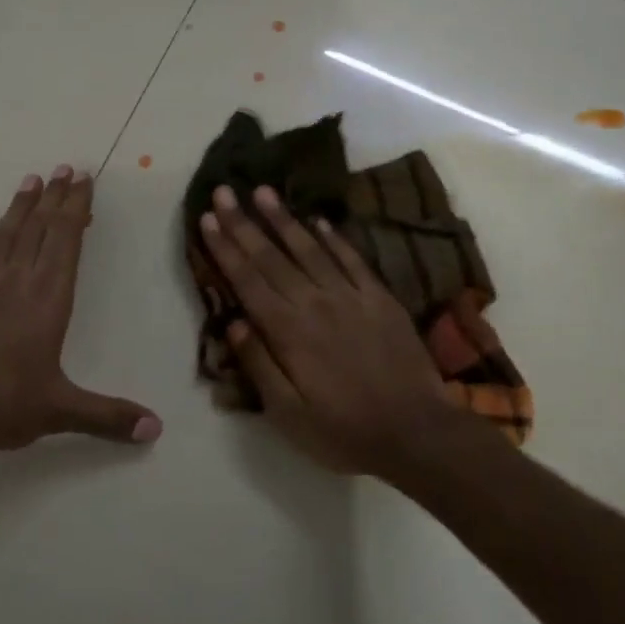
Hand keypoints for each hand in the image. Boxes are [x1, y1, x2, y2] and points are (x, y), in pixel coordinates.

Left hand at [0, 165, 161, 455]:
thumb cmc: (4, 405)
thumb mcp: (62, 411)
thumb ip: (109, 417)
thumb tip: (157, 429)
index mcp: (48, 301)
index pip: (66, 242)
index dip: (76, 209)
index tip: (83, 179)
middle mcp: (17, 284)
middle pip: (38, 230)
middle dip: (54, 198)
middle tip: (64, 168)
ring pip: (4, 238)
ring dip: (19, 208)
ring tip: (31, 181)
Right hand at [199, 184, 452, 477]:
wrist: (417, 433)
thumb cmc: (343, 430)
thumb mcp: (288, 414)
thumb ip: (259, 364)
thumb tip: (231, 324)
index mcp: (288, 332)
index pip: (248, 281)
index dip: (225, 248)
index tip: (207, 219)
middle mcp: (315, 303)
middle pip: (272, 257)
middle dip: (244, 223)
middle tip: (224, 191)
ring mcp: (351, 297)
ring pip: (309, 249)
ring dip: (283, 219)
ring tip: (263, 191)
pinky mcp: (380, 298)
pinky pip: (352, 260)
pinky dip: (333, 238)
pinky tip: (318, 220)